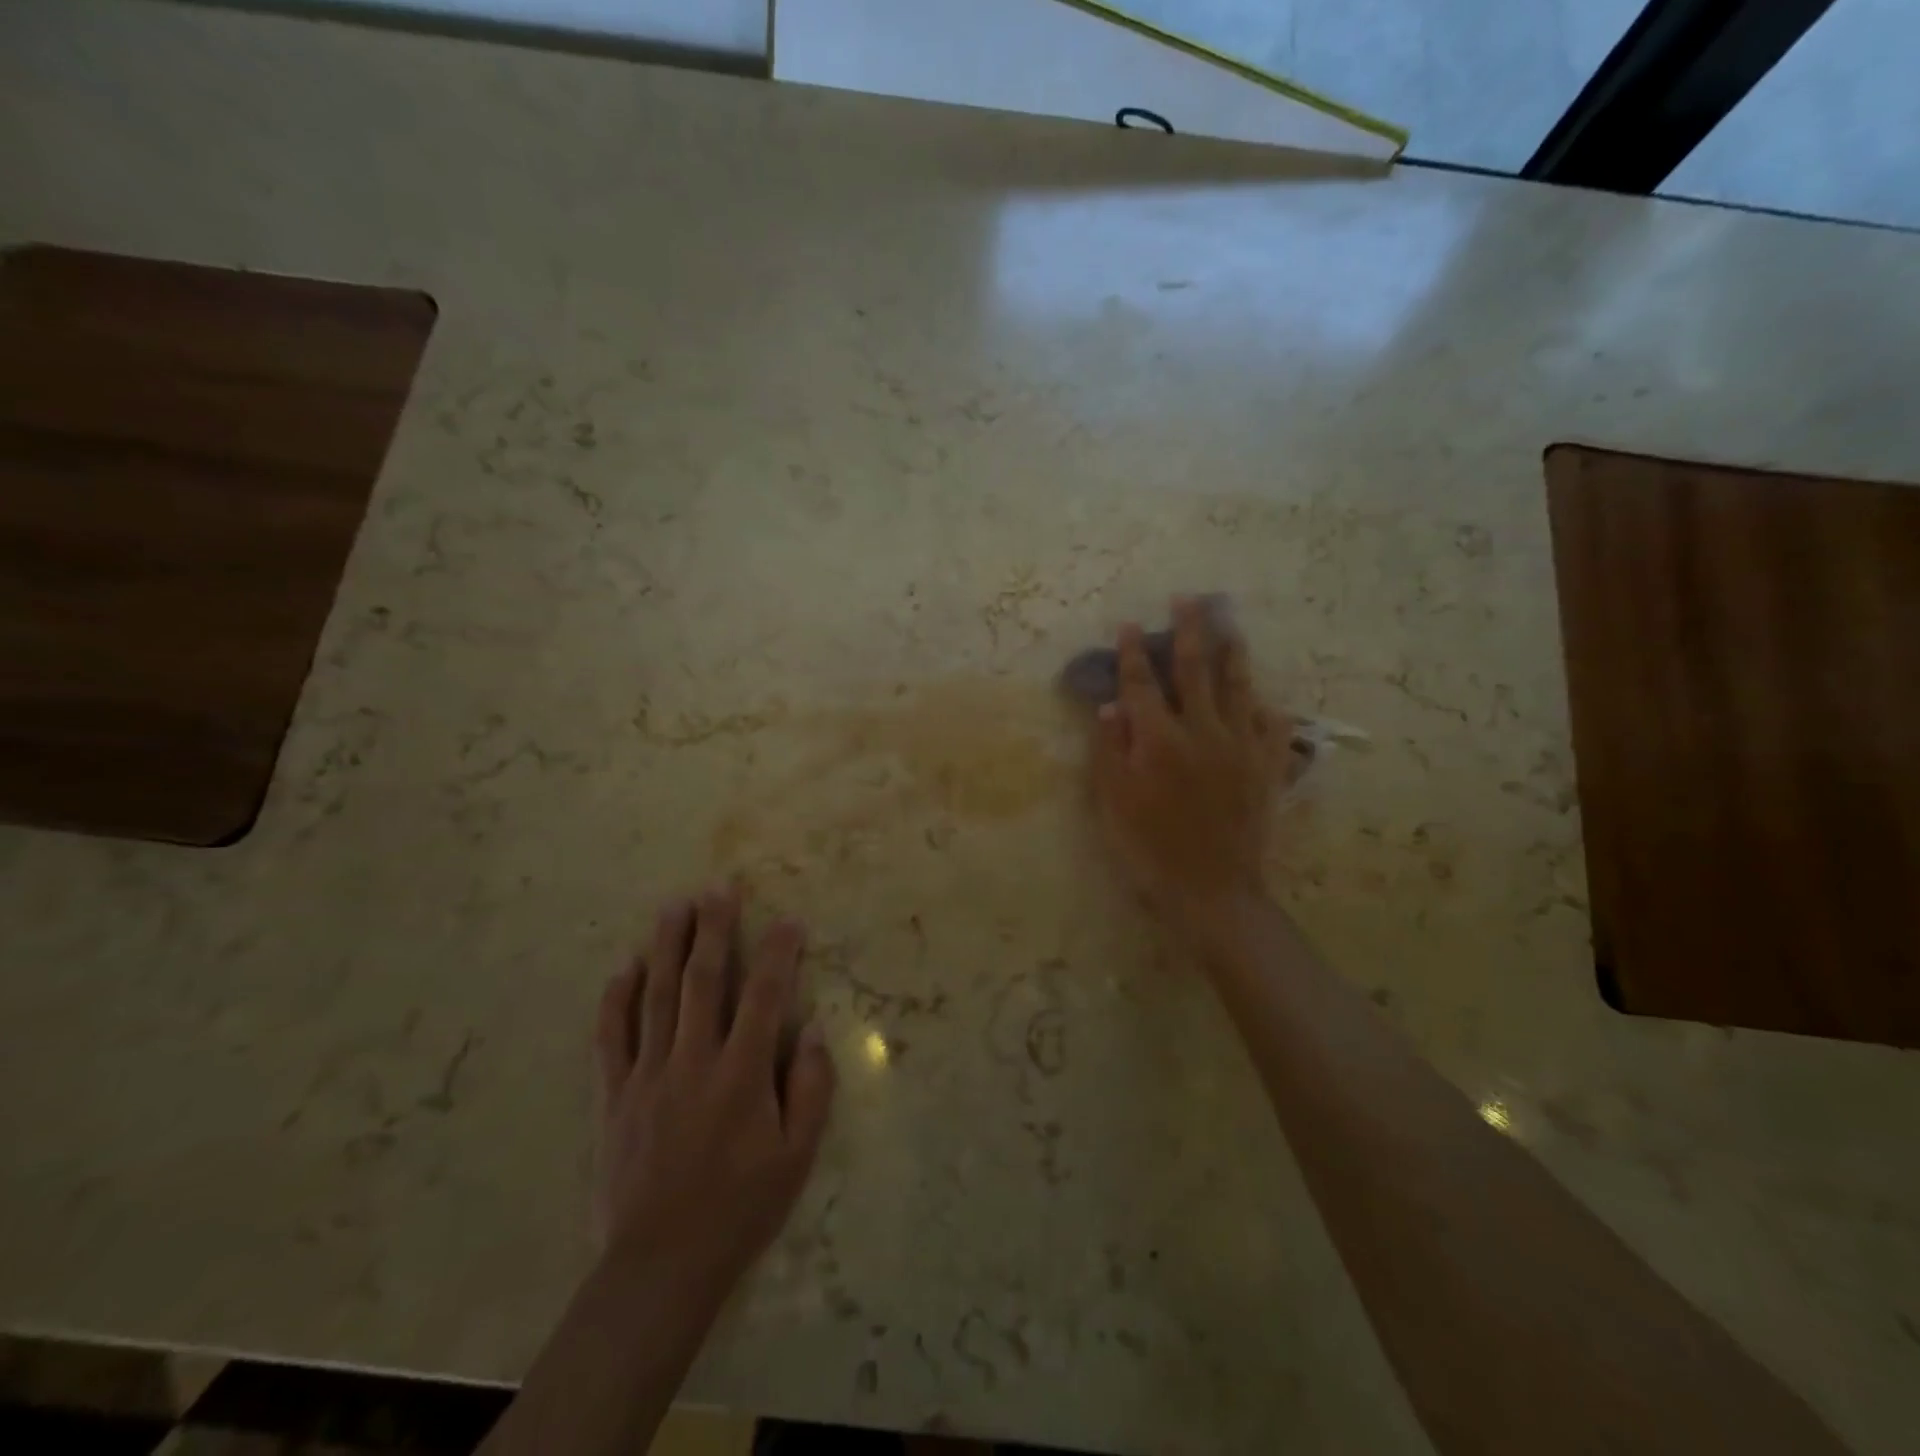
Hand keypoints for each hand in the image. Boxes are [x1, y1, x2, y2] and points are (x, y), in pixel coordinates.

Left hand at [593, 886, 835, 1306]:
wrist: (660, 1266)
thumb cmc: (740, 1208)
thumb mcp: (797, 1157)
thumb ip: (811, 1089)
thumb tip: (813, 1030)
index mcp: (742, 1074)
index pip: (765, 996)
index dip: (778, 953)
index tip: (788, 920)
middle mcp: (694, 1061)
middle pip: (704, 980)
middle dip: (714, 929)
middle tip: (718, 888)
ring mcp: (648, 1075)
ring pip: (657, 996)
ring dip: (667, 947)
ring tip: (674, 907)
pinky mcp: (615, 1095)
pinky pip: (612, 1037)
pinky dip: (617, 1000)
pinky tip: (623, 969)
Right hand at [1090, 597, 1288, 931]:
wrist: (1212, 892)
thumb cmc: (1150, 849)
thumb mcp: (1114, 803)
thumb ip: (1110, 750)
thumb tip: (1111, 705)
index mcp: (1160, 740)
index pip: (1143, 684)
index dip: (1133, 653)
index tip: (1129, 625)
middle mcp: (1203, 732)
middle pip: (1196, 670)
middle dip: (1190, 631)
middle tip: (1189, 598)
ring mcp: (1241, 748)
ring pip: (1239, 687)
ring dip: (1232, 652)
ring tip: (1229, 625)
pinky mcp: (1267, 769)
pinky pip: (1273, 727)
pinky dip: (1267, 707)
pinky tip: (1265, 698)